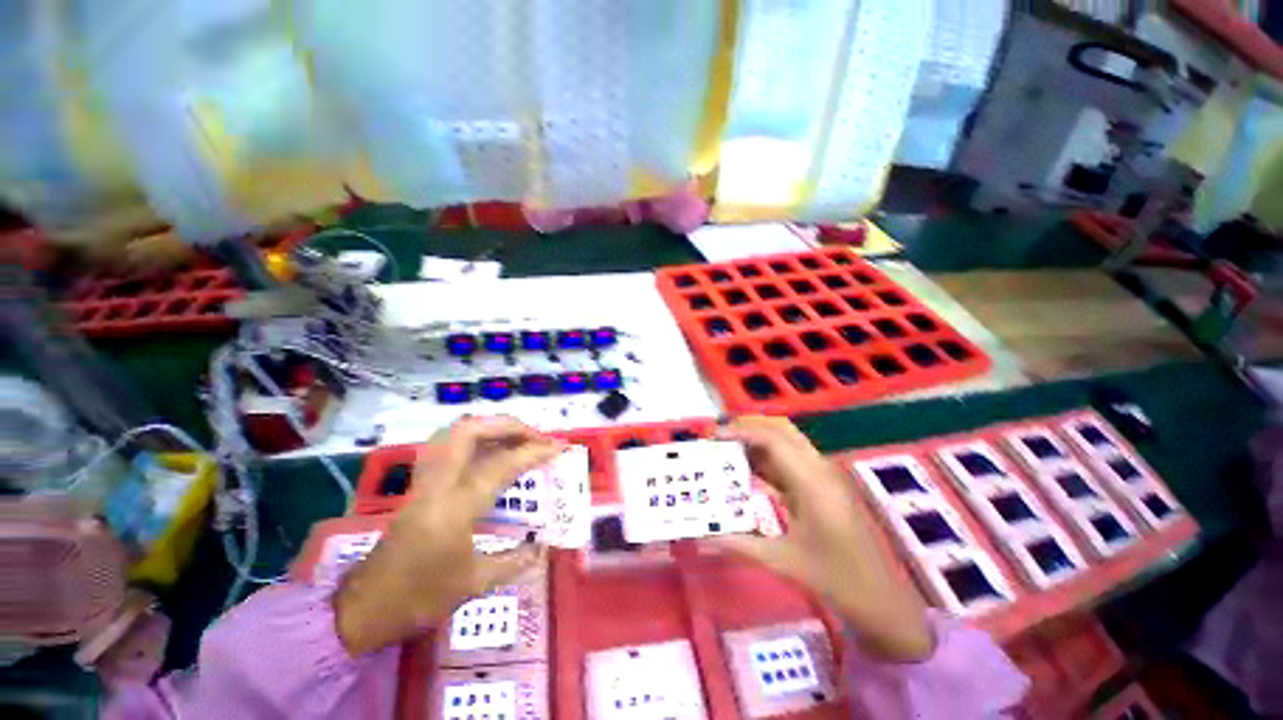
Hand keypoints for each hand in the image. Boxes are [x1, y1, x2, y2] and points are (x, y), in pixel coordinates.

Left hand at [333, 417, 562, 654]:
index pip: (501, 465)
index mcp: (455, 508)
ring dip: (489, 427)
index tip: (560, 446)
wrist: (362, 609)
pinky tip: (489, 451)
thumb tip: (541, 549)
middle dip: (509, 426)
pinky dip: (473, 438)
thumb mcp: (472, 584)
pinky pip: (446, 446)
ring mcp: (424, 482)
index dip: (535, 451)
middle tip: (535, 437)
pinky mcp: (418, 485)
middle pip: (471, 431)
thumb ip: (512, 562)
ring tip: (516, 438)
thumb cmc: (419, 599)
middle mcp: (438, 485)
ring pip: (453, 433)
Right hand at [714, 417, 934, 661]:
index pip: (772, 440)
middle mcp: (819, 470)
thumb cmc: (835, 580)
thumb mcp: (782, 562)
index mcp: (812, 484)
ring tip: (727, 449)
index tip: (713, 437)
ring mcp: (823, 476)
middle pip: (781, 430)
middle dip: (748, 427)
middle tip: (719, 438)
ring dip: (757, 440)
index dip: (741, 432)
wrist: (880, 599)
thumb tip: (702, 537)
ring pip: (786, 441)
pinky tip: (747, 469)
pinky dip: (767, 457)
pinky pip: (791, 459)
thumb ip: (739, 544)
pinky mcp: (823, 485)